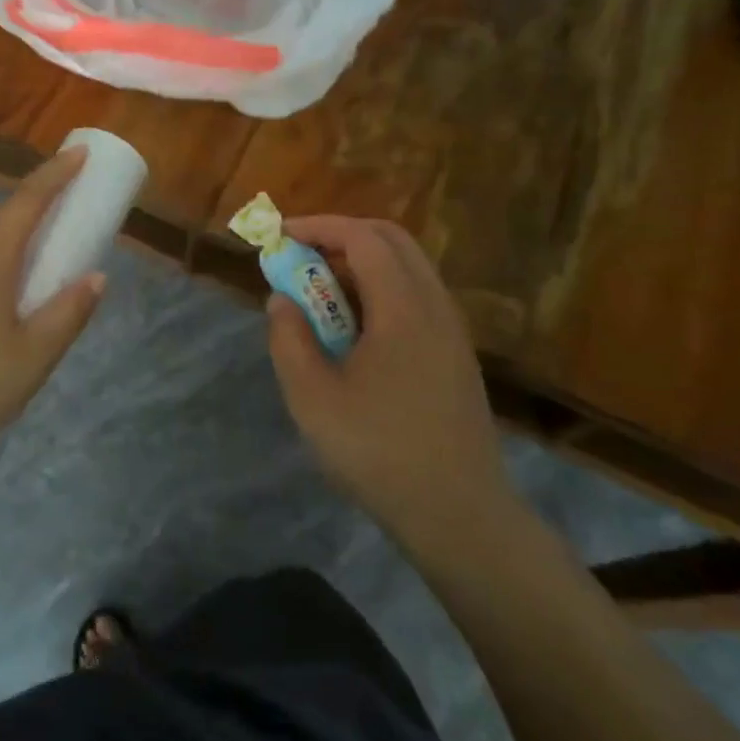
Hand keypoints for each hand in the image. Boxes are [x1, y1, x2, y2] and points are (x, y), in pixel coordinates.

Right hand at [266, 216, 519, 552]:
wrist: (459, 514)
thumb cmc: (378, 451)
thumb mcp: (311, 397)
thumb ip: (289, 338)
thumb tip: (283, 300)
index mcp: (404, 308)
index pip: (363, 237)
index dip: (318, 226)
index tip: (280, 236)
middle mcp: (435, 307)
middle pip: (392, 241)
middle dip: (341, 236)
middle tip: (300, 258)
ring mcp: (452, 331)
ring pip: (407, 268)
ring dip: (361, 264)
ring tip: (320, 293)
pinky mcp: (455, 356)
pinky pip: (416, 297)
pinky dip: (380, 290)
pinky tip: (354, 330)